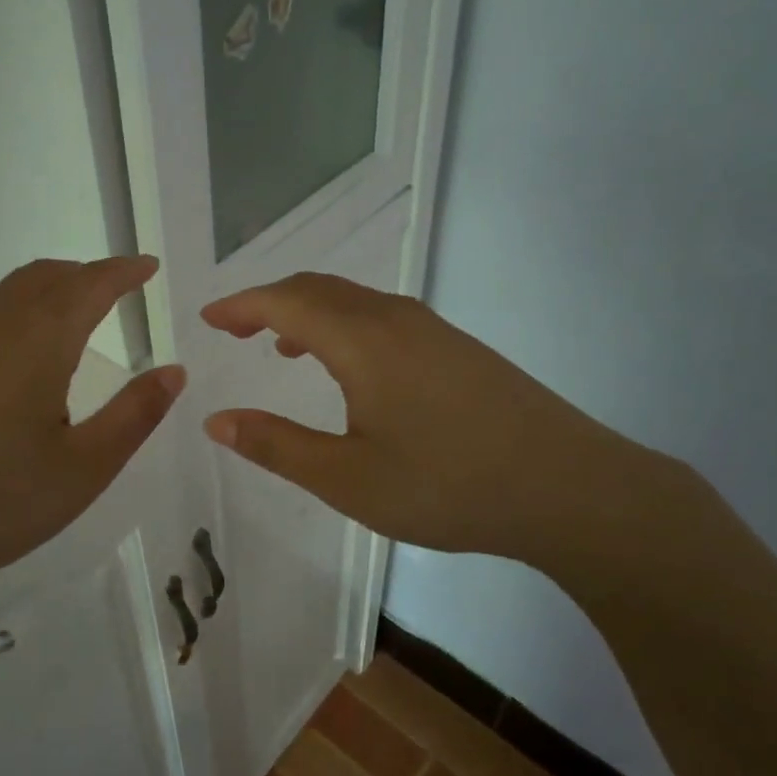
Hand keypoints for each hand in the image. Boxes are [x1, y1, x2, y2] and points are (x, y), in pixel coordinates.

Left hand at [0, 257, 184, 679]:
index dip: (122, 271)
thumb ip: (134, 415)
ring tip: (55, 325)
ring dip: (36, 298)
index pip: (89, 284)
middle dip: (81, 275)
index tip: (145, 266)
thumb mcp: (82, 470)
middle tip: (107, 290)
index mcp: (36, 342)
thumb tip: (174, 371)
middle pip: (41, 278)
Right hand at [200, 274, 677, 582]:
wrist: (569, 487)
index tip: (208, 317)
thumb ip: (277, 445)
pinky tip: (349, 367)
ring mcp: (433, 330)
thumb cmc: (447, 485)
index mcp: (362, 341)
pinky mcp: (457, 348)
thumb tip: (216, 420)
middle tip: (235, 328)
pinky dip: (344, 325)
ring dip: (309, 312)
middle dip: (270, 302)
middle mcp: (395, 319)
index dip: (241, 304)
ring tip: (282, 347)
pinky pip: (382, 317)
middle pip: (319, 288)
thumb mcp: (347, 478)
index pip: (286, 301)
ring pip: (354, 301)